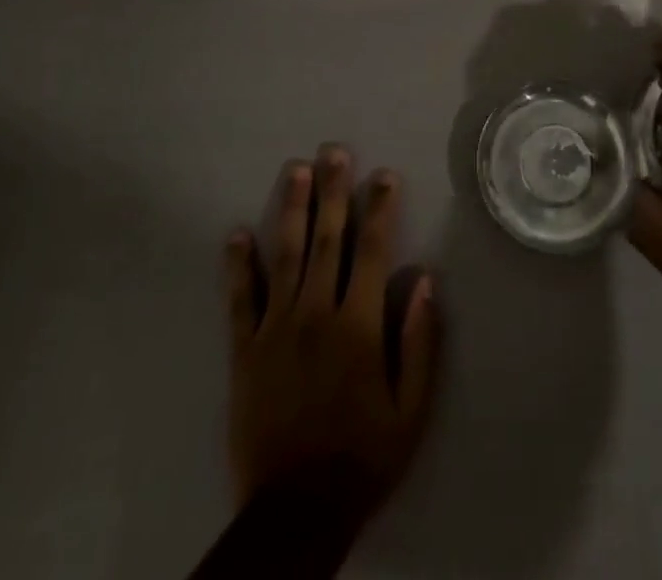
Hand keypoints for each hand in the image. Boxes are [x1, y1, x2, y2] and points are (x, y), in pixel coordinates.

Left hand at [225, 145, 440, 529]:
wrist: (296, 511)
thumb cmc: (363, 457)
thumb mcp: (411, 410)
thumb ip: (420, 342)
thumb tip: (425, 279)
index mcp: (358, 325)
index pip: (372, 250)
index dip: (379, 208)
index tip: (384, 175)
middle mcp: (316, 313)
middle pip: (326, 239)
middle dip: (333, 191)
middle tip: (333, 151)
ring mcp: (276, 329)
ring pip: (284, 255)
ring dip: (290, 209)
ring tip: (294, 171)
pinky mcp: (245, 350)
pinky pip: (241, 300)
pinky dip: (239, 265)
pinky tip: (236, 234)